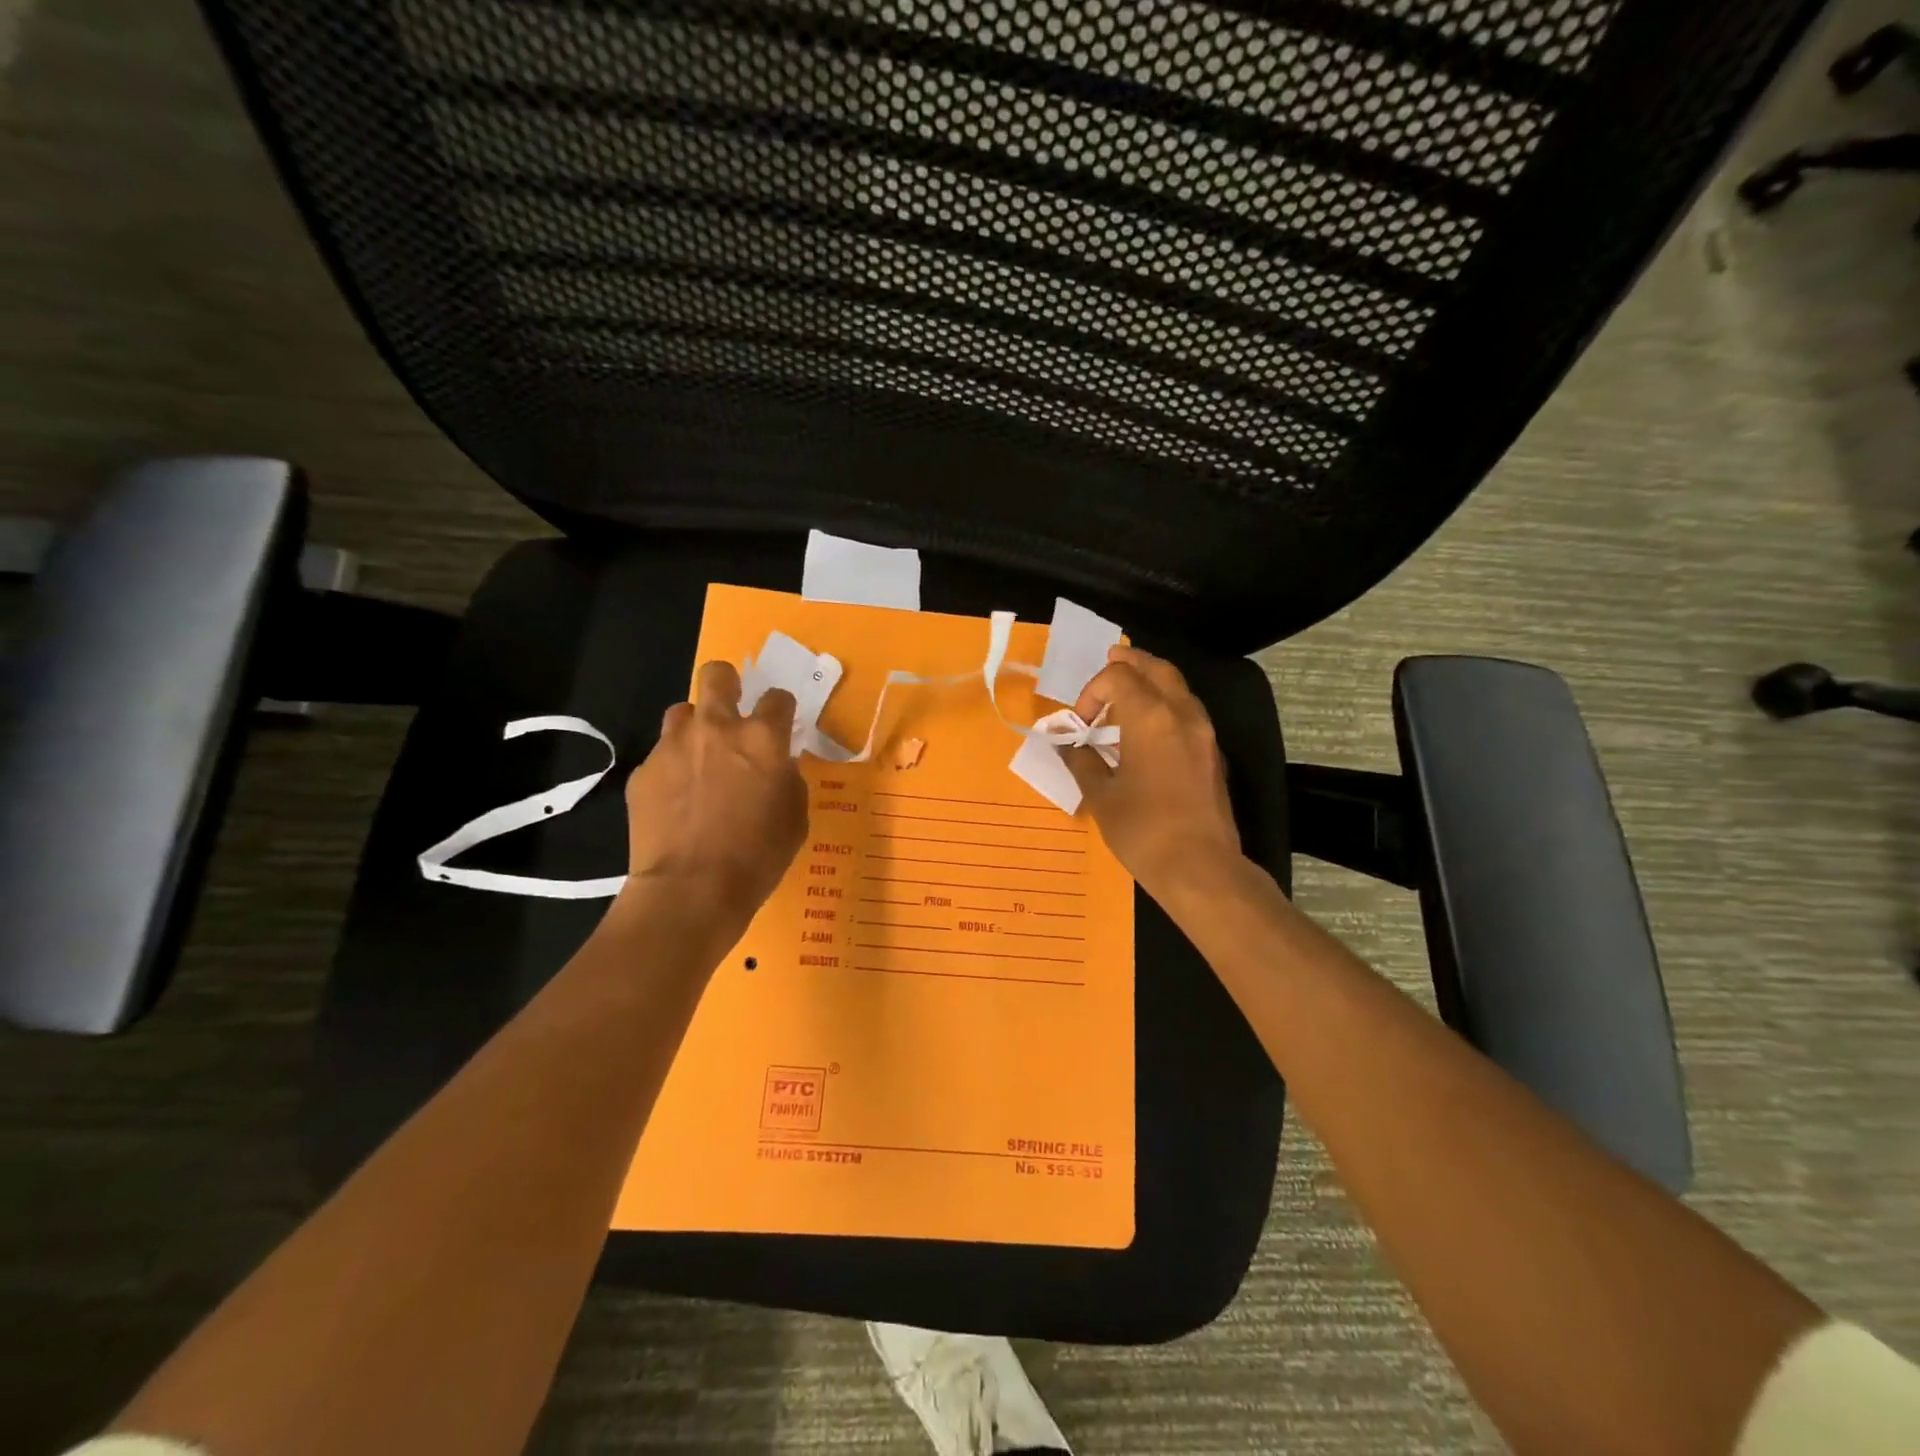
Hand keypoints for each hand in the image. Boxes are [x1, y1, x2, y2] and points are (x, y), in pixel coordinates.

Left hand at [617, 660, 808, 932]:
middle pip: (717, 675)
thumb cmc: (758, 856)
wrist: (691, 890)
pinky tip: (676, 801)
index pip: (777, 697)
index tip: (780, 725)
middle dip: (727, 684)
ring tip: (699, 761)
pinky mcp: (642, 771)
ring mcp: (673, 746)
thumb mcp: (795, 816)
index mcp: (762, 738)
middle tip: (731, 713)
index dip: (780, 709)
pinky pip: (660, 756)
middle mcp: (716, 728)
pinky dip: (671, 769)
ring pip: (682, 712)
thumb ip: (787, 777)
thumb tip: (776, 764)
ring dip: (695, 728)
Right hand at [1065, 646, 1241, 898]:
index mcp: (1150, 717)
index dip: (1092, 691)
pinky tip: (1147, 730)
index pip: (1118, 677)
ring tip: (1125, 696)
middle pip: (1156, 668)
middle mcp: (1182, 714)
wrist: (1201, 868)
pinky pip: (1188, 711)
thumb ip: (1083, 762)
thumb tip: (1073, 747)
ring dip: (1150, 682)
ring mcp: (1204, 733)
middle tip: (1108, 663)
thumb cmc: (1143, 831)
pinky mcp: (1212, 754)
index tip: (1081, 722)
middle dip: (1129, 663)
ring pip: (1177, 687)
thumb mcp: (1101, 797)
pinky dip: (1165, 705)